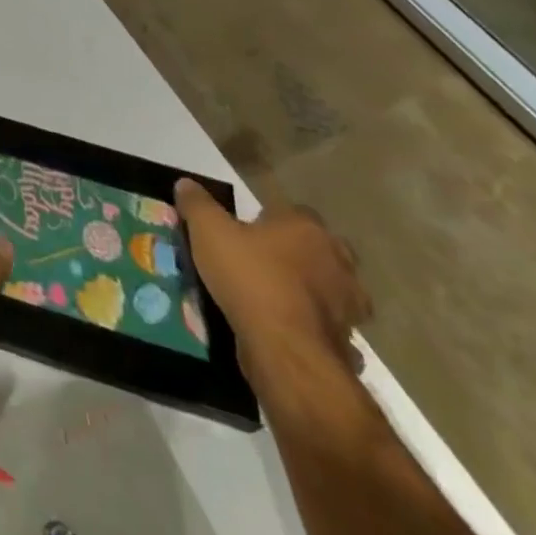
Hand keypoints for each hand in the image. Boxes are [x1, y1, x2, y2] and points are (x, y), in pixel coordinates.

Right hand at [174, 178, 371, 376]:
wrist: (285, 350)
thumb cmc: (249, 277)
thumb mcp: (208, 231)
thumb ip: (197, 204)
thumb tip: (186, 184)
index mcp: (306, 228)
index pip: (292, 212)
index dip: (269, 221)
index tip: (246, 232)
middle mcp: (337, 261)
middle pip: (319, 250)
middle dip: (299, 256)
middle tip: (264, 264)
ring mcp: (349, 306)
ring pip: (330, 291)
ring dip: (312, 294)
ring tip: (276, 300)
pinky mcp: (348, 343)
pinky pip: (331, 329)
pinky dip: (314, 330)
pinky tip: (289, 333)